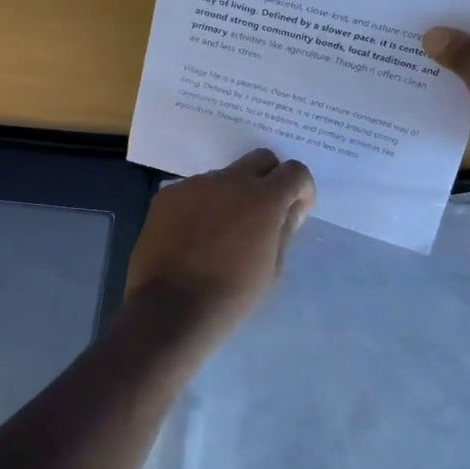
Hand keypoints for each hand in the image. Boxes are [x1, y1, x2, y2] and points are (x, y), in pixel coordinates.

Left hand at [124, 150, 314, 340]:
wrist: (171, 308)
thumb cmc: (232, 295)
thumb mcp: (273, 268)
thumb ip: (285, 229)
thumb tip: (290, 208)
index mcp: (263, 198)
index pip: (294, 171)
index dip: (301, 190)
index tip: (295, 211)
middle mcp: (230, 181)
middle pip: (260, 160)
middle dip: (270, 179)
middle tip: (264, 212)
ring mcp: (195, 184)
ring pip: (225, 177)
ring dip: (233, 194)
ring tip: (223, 231)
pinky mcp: (168, 195)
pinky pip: (195, 191)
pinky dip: (203, 205)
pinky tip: (195, 235)